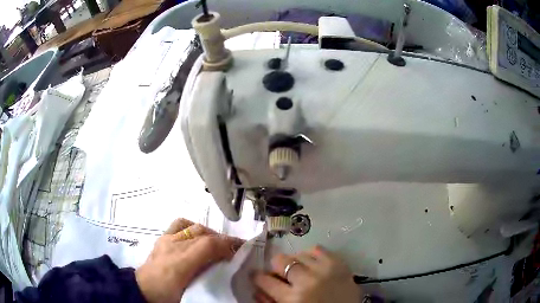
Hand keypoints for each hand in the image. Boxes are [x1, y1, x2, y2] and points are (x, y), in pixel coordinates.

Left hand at [135, 218, 243, 302]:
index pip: (209, 245)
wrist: (143, 289)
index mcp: (181, 264)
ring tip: (216, 243)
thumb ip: (209, 277)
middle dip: (223, 239)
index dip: (229, 244)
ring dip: (209, 233)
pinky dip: (192, 227)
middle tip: (234, 248)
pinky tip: (197, 235)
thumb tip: (227, 265)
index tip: (243, 248)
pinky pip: (179, 224)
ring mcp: (166, 239)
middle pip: (203, 233)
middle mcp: (174, 247)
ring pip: (193, 227)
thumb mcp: (192, 291)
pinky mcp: (162, 237)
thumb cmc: (169, 295)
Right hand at [253, 246, 361, 302]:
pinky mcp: (339, 263)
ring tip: (299, 271)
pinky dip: (311, 255)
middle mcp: (307, 281)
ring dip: (294, 262)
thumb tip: (256, 289)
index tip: (256, 275)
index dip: (258, 277)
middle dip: (276, 267)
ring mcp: (325, 269)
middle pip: (281, 261)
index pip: (265, 281)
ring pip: (299, 254)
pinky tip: (312, 264)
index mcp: (293, 299)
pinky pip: (318, 249)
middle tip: (280, 273)